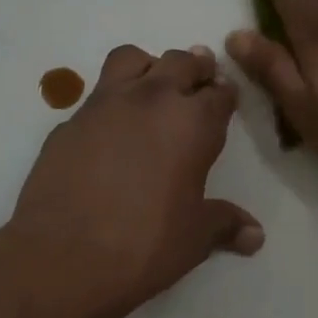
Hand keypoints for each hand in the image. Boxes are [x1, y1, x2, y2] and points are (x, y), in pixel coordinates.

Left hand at [11, 43, 262, 317]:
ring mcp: (104, 106)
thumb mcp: (195, 237)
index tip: (226, 97)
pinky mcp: (68, 123)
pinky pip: (96, 96)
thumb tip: (255, 235)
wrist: (62, 257)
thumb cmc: (145, 244)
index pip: (219, 94)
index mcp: (193, 124)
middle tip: (199, 79)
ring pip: (131, 60)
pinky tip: (110, 131)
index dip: (226, 94)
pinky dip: (111, 102)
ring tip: (153, 87)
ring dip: (149, 67)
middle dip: (194, 68)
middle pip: (179, 62)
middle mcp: (151, 101)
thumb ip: (225, 224)